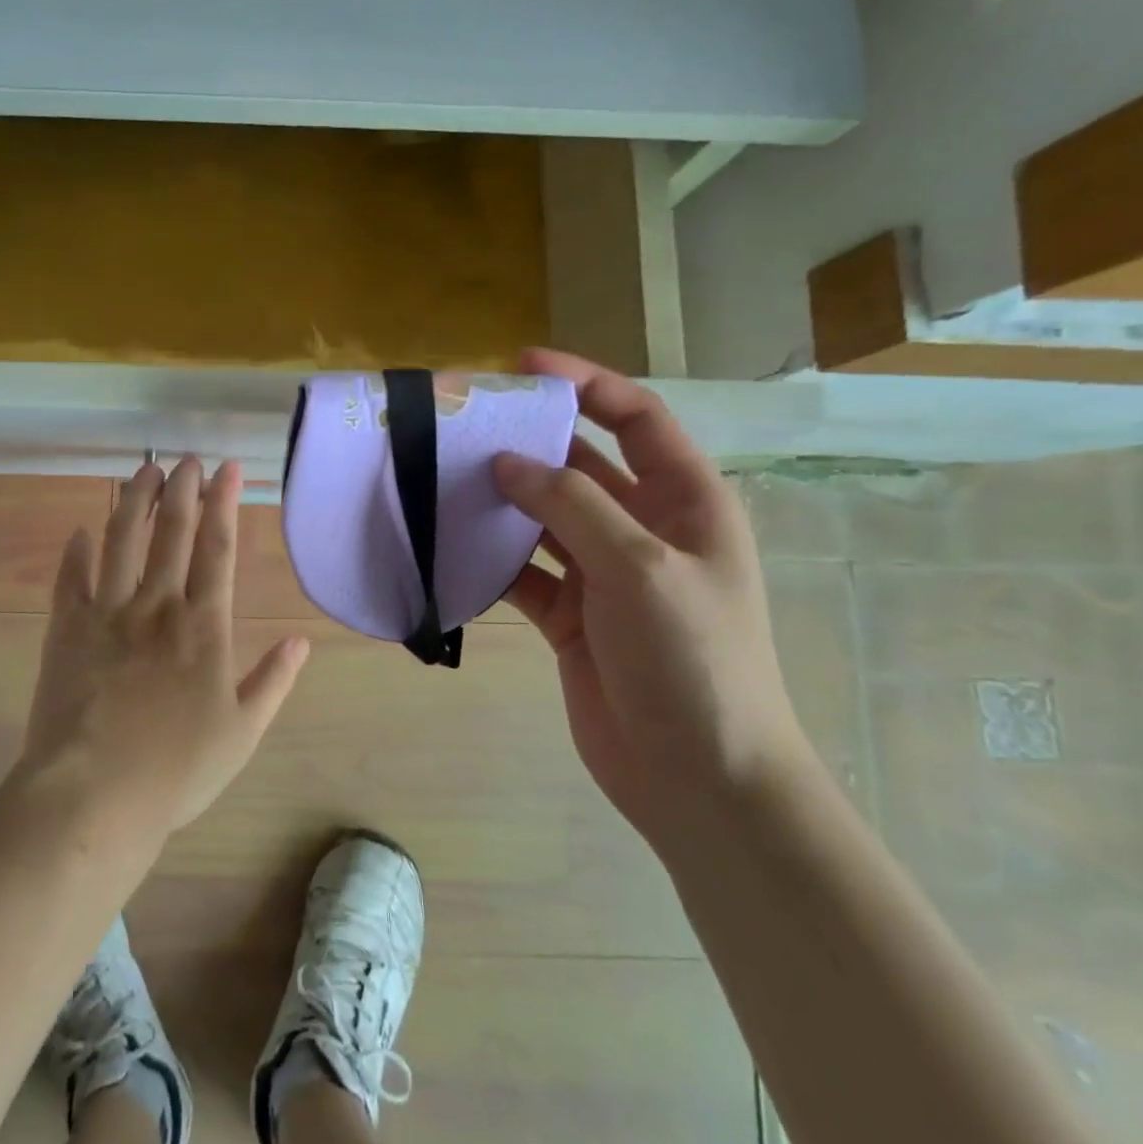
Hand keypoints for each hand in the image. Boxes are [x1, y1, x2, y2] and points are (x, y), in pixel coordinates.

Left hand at [18, 457, 310, 834]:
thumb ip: (273, 681)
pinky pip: (71, 578)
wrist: (94, 795)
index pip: (218, 547)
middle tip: (186, 458)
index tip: (226, 468)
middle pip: (170, 530)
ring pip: (121, 539)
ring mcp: (107, 612)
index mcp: (203, 625)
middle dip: (181, 488)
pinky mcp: (66, 628)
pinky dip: (76, 552)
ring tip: (143, 470)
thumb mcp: (242, 732)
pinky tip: (81, 530)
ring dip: (133, 500)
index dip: (223, 502)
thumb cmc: (176, 769)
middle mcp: (157, 605)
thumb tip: (302, 642)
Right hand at [494, 349, 814, 844]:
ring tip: (443, 477)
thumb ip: (571, 505)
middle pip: (580, 463)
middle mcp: (643, 528)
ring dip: (501, 499)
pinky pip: (523, 570)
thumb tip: (507, 462)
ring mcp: (603, 573)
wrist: (699, 778)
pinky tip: (451, 548)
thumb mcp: (639, 567)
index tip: (524, 365)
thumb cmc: (691, 660)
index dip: (586, 383)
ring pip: (543, 516)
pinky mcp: (569, 614)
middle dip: (528, 440)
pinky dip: (491, 559)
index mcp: (685, 502)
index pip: (636, 418)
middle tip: (463, 422)